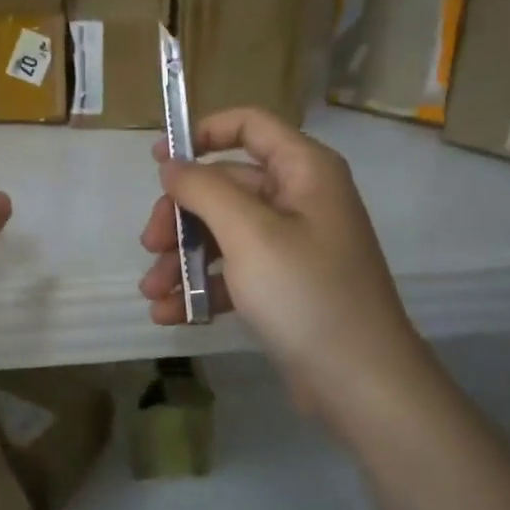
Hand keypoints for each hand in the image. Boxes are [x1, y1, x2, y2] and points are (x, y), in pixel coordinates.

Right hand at [138, 108, 429, 406]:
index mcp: (304, 171)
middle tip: (148, 245)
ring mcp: (292, 244)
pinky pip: (234, 270)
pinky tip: (171, 313)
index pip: (249, 126)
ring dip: (183, 258)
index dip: (202, 133)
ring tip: (152, 292)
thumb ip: (204, 189)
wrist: (361, 383)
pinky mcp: (284, 285)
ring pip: (223, 232)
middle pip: (225, 185)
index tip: (159, 160)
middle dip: (181, 216)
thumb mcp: (248, 234)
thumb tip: (171, 164)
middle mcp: (300, 199)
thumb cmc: (306, 294)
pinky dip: (203, 286)